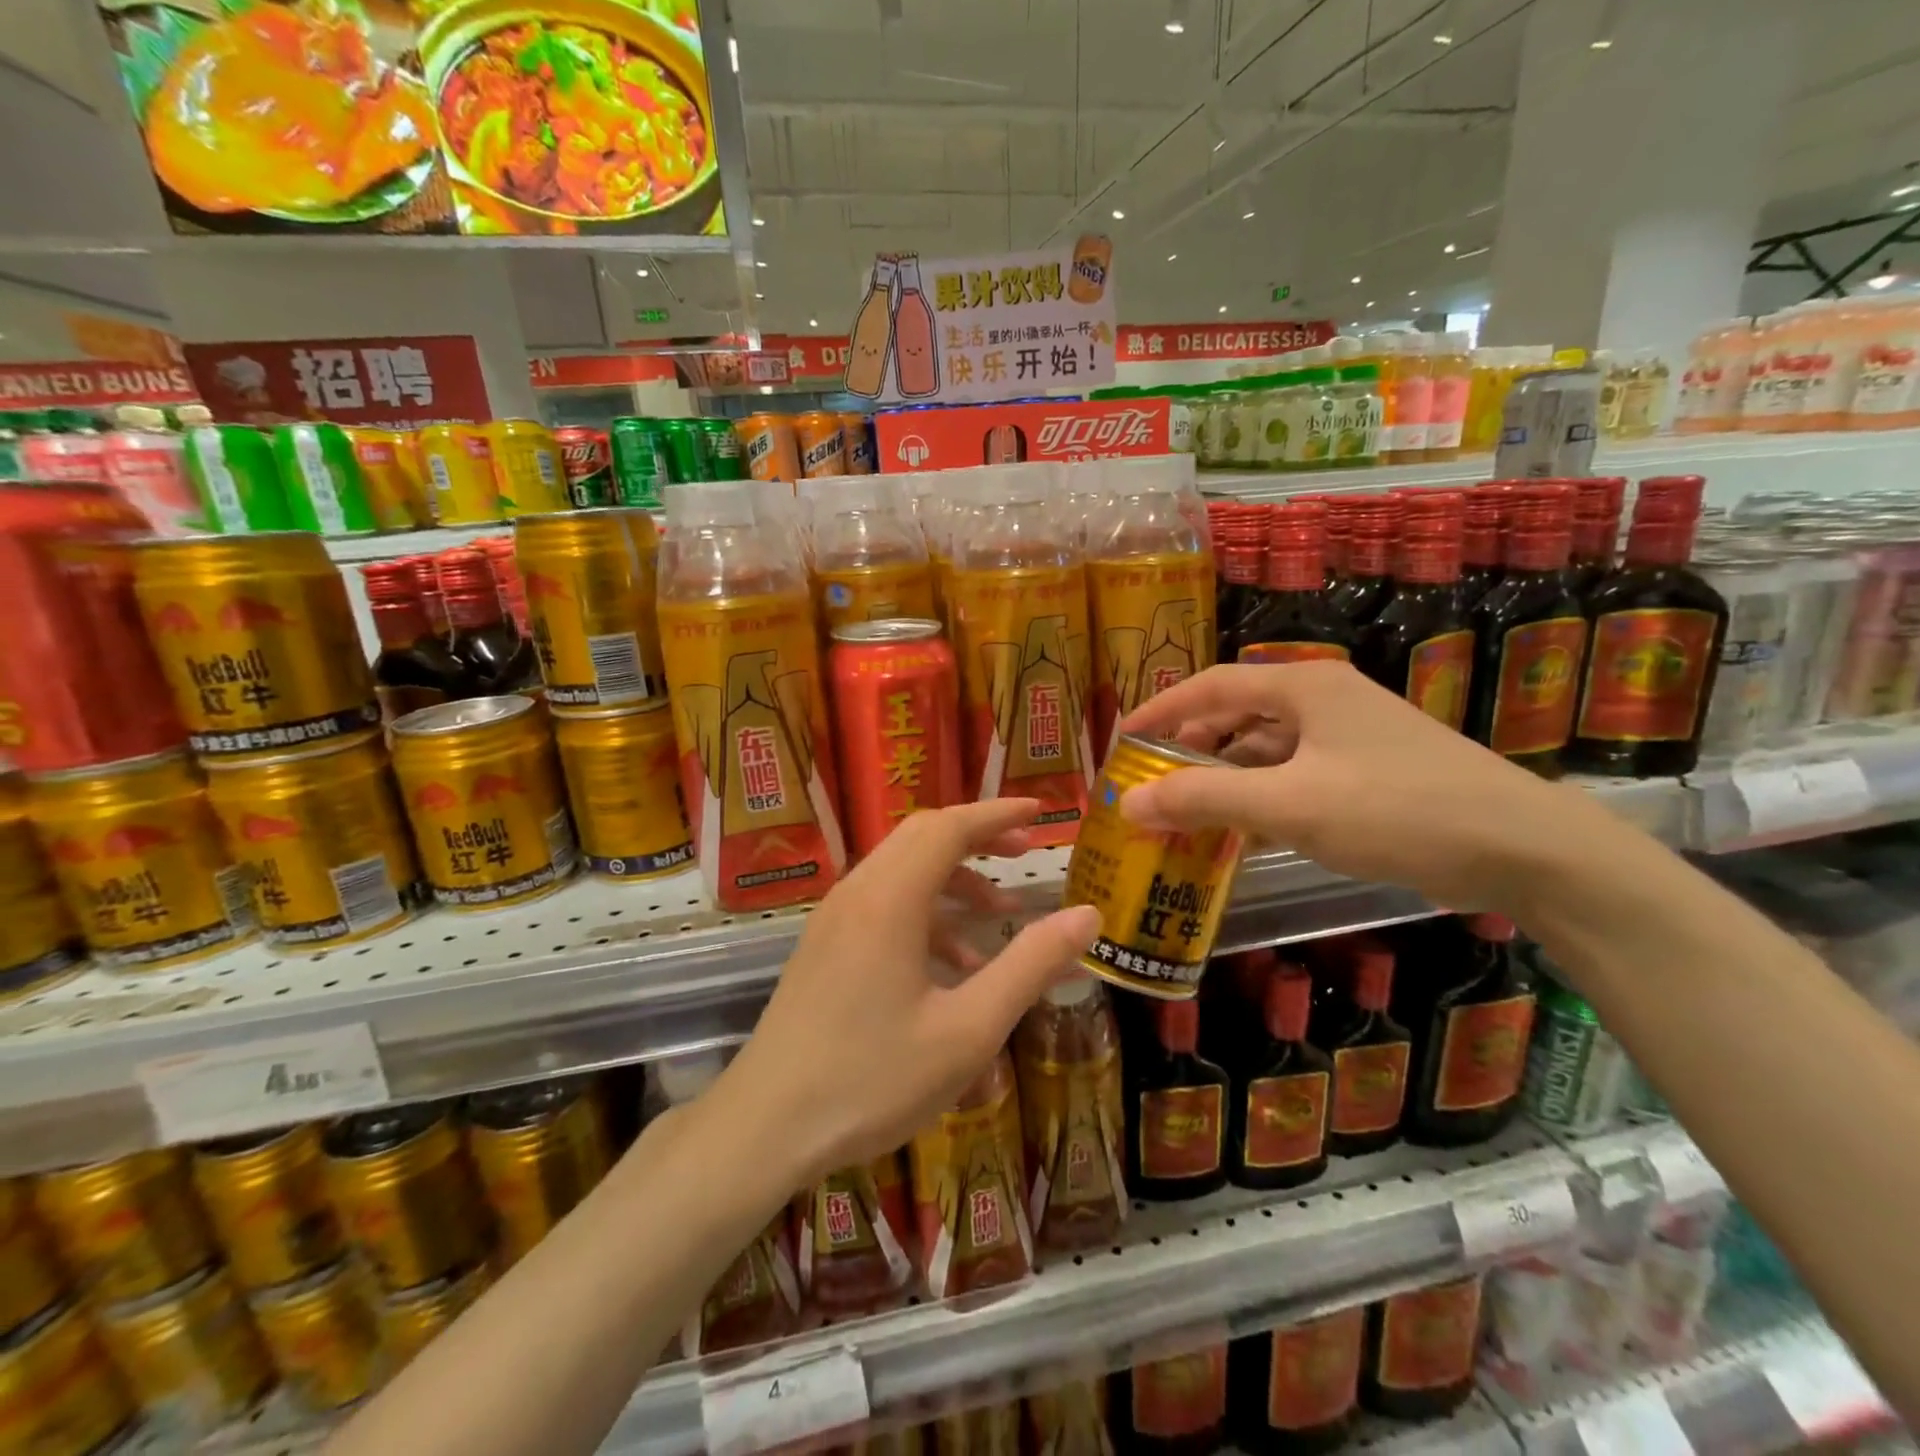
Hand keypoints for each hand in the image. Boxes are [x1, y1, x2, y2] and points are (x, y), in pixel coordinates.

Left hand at [712, 799, 1101, 1187]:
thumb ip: (1030, 966)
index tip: (1041, 812)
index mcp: (891, 898)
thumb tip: (1088, 916)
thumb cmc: (872, 1080)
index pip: (951, 826)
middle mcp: (858, 892)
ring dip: (953, 880)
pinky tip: (954, 967)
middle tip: (1025, 853)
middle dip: (978, 837)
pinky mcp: (824, 945)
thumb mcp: (968, 1030)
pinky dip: (925, 914)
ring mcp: (834, 918)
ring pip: (902, 870)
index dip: (998, 813)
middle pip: (923, 836)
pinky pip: (882, 905)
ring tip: (1000, 917)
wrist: (764, 1127)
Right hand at [1118, 661, 1599, 911]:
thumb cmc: (1396, 809)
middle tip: (1154, 784)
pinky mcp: (1370, 772)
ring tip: (1189, 816)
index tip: (1123, 738)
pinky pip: (1295, 777)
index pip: (1211, 685)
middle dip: (1191, 750)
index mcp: (1304, 686)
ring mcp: (1351, 737)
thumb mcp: (1289, 805)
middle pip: (1237, 715)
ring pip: (1266, 750)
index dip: (1161, 709)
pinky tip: (1244, 835)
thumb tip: (1129, 802)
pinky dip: (1262, 799)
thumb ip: (1204, 800)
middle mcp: (1325, 700)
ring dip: (1226, 780)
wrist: (1524, 849)